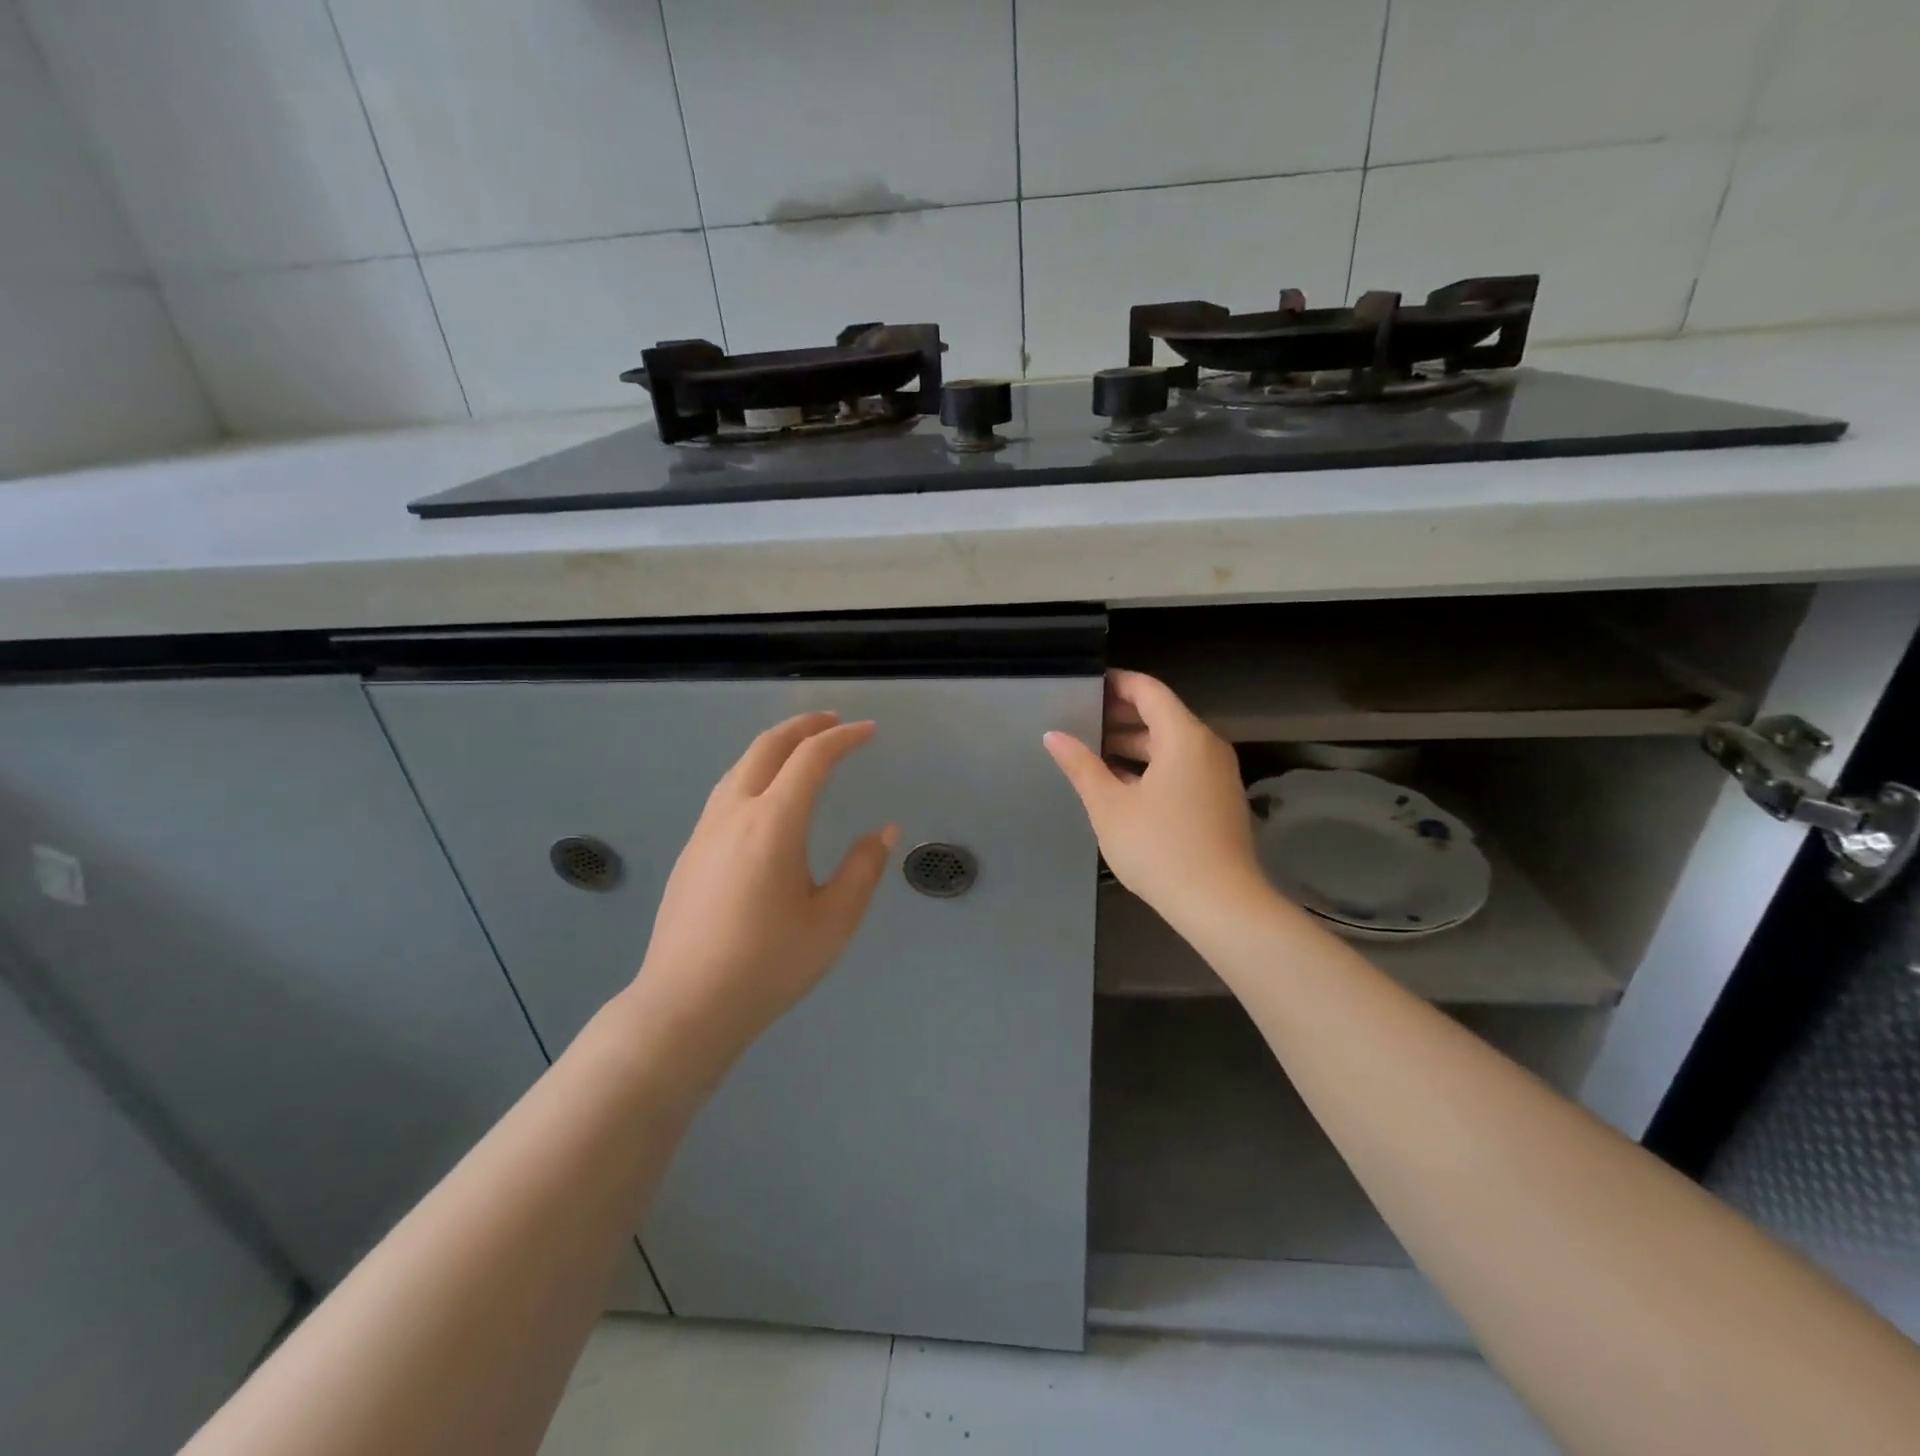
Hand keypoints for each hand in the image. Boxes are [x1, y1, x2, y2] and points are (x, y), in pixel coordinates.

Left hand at [629, 711, 896, 1073]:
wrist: (685, 1006)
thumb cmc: (768, 965)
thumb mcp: (833, 922)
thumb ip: (862, 869)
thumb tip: (883, 831)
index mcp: (773, 823)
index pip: (811, 758)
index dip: (843, 738)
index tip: (869, 732)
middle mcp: (734, 813)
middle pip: (767, 747)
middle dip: (803, 726)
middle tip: (834, 721)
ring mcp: (705, 831)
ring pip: (740, 766)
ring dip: (774, 747)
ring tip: (802, 749)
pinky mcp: (691, 852)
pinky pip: (726, 791)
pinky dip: (755, 772)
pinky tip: (766, 797)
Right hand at [1044, 670, 1268, 931]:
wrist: (1220, 905)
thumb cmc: (1159, 848)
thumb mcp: (1109, 806)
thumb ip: (1080, 766)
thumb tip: (1053, 735)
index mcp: (1184, 737)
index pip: (1148, 690)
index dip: (1116, 684)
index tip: (1085, 686)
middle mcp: (1207, 747)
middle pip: (1161, 716)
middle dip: (1120, 717)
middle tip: (1079, 721)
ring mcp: (1218, 775)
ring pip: (1171, 745)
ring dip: (1134, 745)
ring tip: (1092, 754)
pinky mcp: (1219, 800)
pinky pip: (1182, 768)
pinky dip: (1152, 766)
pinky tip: (1122, 786)